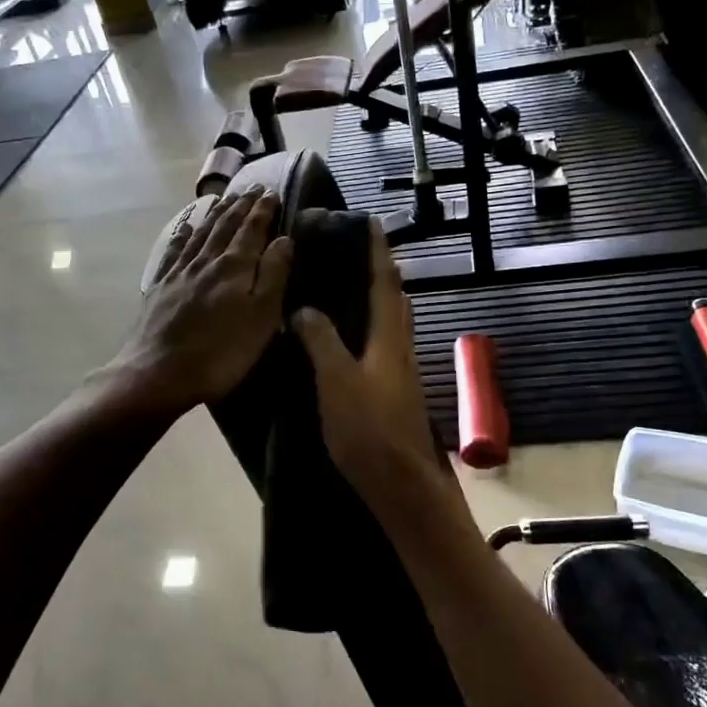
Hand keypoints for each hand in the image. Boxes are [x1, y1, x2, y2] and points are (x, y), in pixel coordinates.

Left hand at [109, 186, 292, 414]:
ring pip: (201, 233)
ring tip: (226, 199)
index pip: (252, 229)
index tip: (272, 192)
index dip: (263, 210)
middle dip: (241, 206)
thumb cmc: (221, 352)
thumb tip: (284, 238)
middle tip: (253, 189)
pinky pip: (174, 251)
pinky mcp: (160, 287)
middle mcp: (206, 260)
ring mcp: (179, 272)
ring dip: (216, 214)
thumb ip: (274, 275)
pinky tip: (185, 228)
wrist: (158, 373)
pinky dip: (183, 235)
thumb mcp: (261, 317)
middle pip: (226, 225)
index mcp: (235, 266)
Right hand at [291, 221, 450, 508]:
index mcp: (389, 338)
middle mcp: (400, 348)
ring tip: (350, 288)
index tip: (370, 221)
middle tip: (356, 253)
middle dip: (381, 272)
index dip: (378, 251)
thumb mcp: (337, 381)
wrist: (401, 485)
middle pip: (395, 300)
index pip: (384, 283)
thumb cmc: (369, 429)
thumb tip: (305, 309)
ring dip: (378, 299)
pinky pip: (383, 345)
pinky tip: (350, 340)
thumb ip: (322, 341)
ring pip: (391, 324)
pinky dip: (369, 328)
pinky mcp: (395, 392)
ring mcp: (401, 372)